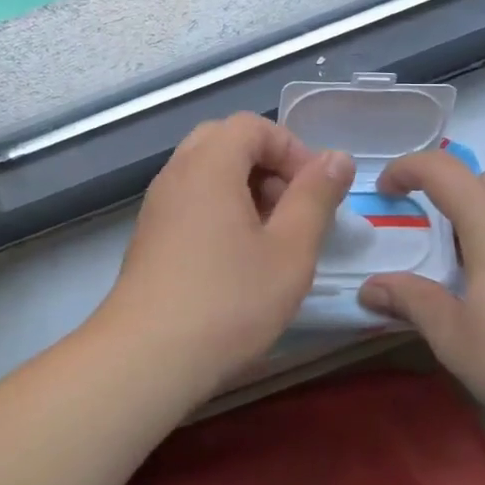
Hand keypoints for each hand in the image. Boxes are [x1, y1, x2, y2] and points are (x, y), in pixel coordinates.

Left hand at [103, 114, 354, 379]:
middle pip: (225, 142)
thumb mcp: (290, 250)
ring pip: (206, 172)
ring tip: (271, 237)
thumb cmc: (228, 301)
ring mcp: (157, 205)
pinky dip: (220, 210)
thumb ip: (316, 197)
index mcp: (209, 164)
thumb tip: (337, 157)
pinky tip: (238, 258)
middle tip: (292, 208)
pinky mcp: (149, 236)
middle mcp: (177, 173)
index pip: (253, 126)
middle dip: (267, 165)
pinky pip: (191, 200)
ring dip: (244, 189)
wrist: (146, 358)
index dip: (292, 149)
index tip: (316, 191)